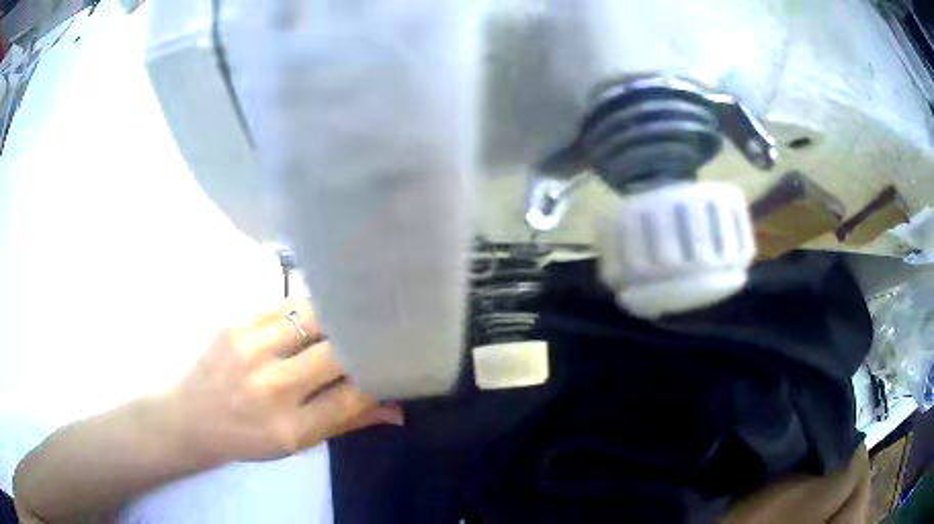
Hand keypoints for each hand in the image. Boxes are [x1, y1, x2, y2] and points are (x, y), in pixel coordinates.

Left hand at [163, 299, 402, 464]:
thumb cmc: (246, 438)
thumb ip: (346, 422)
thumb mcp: (297, 444)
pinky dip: (305, 309)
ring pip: (312, 317)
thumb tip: (397, 410)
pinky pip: (283, 305)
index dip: (379, 377)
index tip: (393, 364)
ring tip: (349, 314)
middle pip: (336, 352)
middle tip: (377, 333)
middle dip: (362, 342)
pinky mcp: (234, 322)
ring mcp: (249, 349)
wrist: (189, 417)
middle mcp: (271, 386)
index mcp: (290, 427)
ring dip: (335, 316)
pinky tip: (312, 313)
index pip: (352, 395)